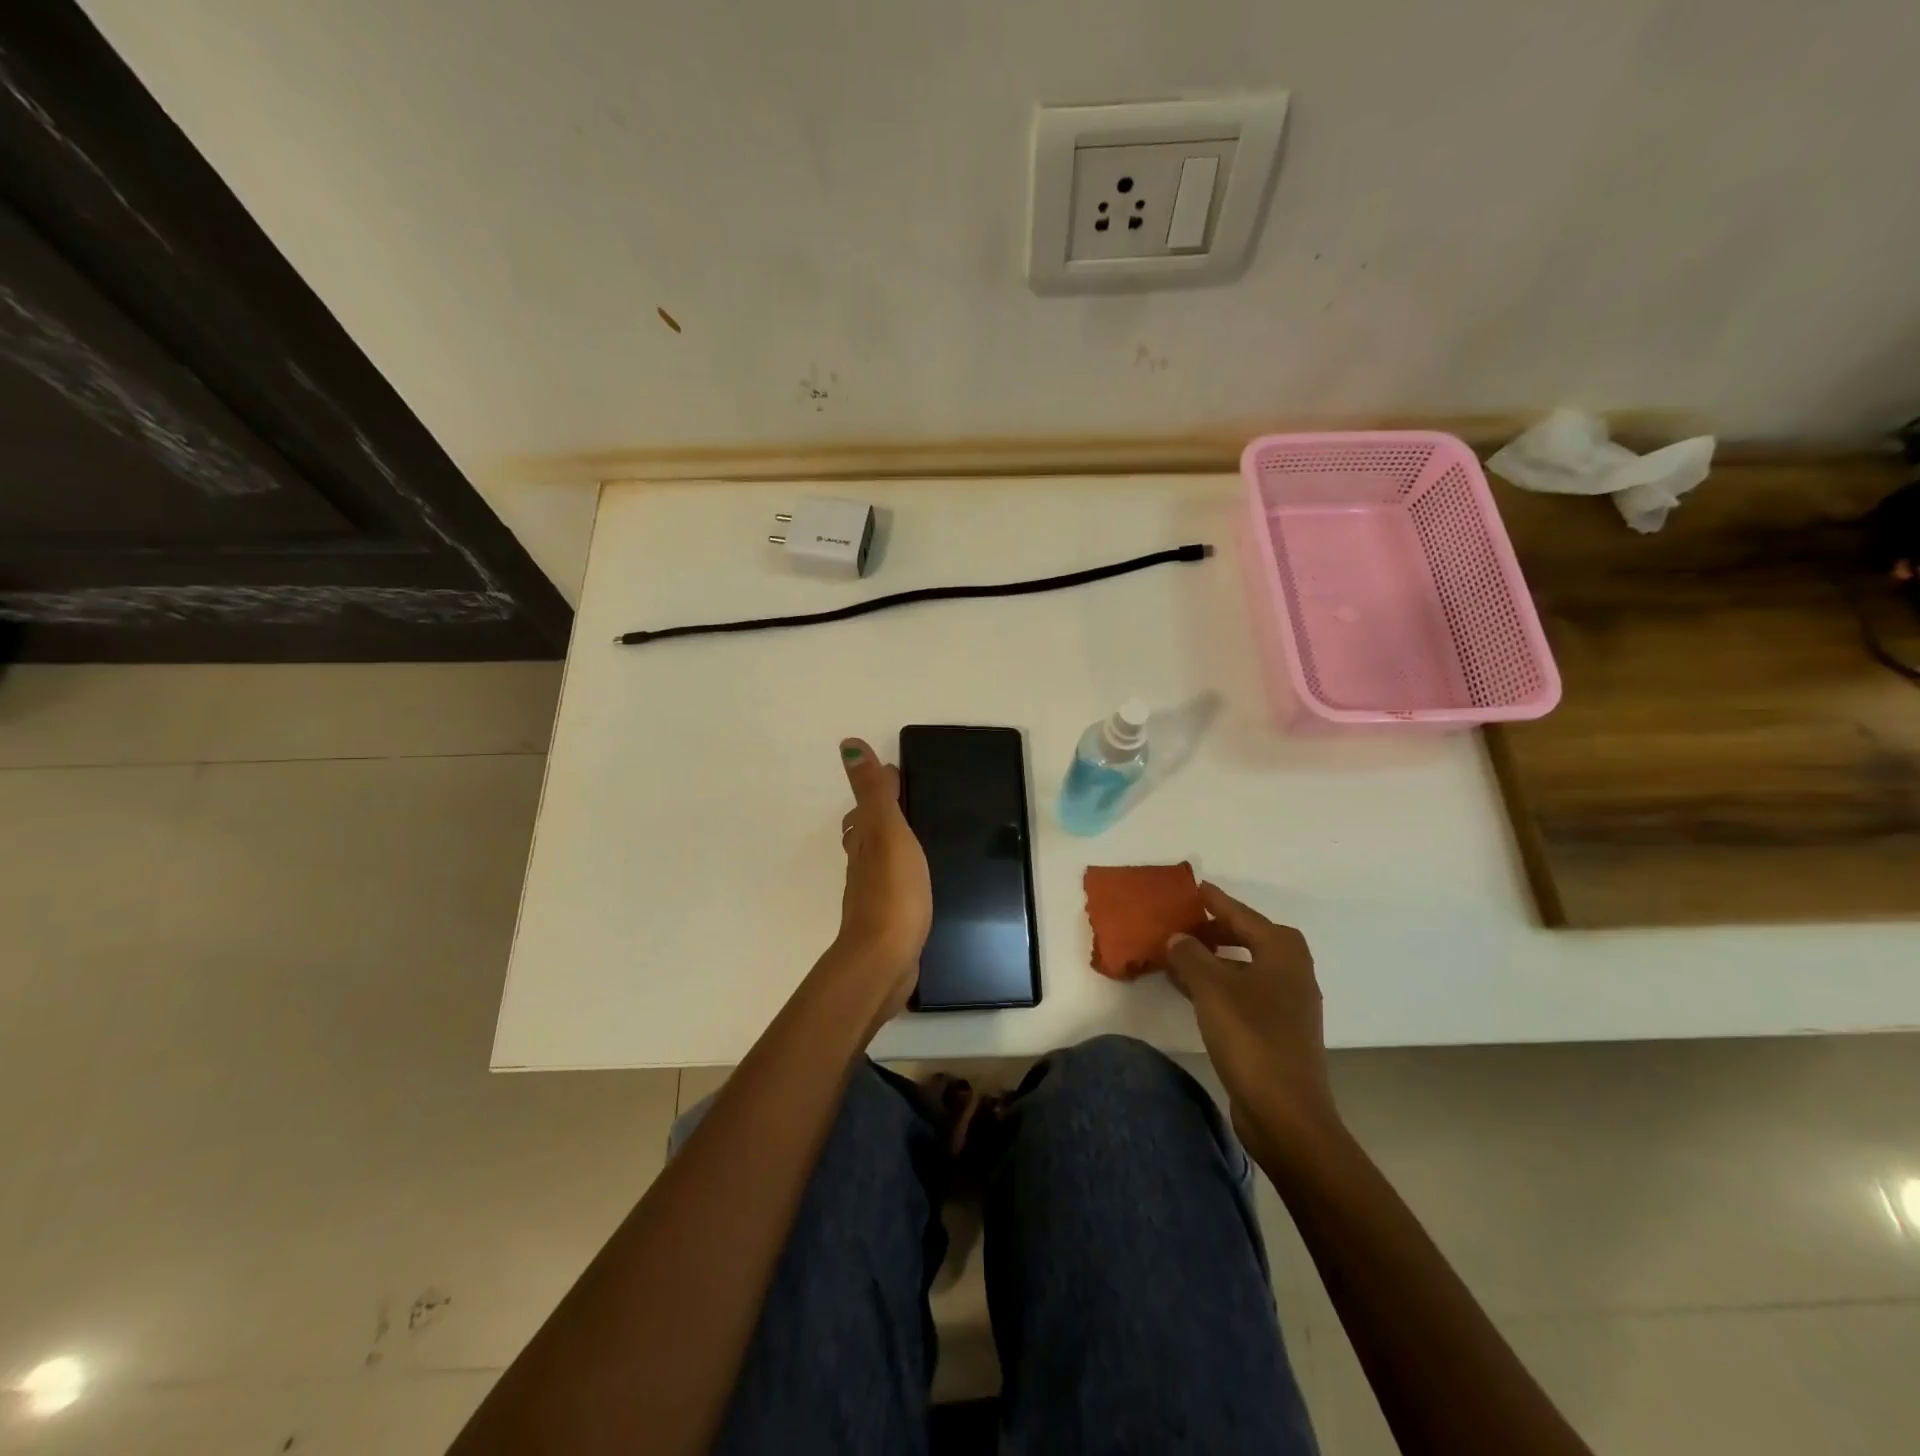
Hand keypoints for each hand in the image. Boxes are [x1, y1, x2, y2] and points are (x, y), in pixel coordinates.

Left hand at [830, 738, 930, 1024]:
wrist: (884, 960)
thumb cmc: (892, 890)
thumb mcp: (886, 831)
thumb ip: (873, 791)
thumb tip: (848, 744)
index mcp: (864, 839)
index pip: (867, 805)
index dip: (881, 786)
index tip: (898, 771)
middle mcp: (862, 864)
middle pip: (866, 832)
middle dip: (881, 814)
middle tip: (909, 801)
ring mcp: (873, 894)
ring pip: (877, 859)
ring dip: (889, 844)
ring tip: (917, 837)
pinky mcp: (888, 920)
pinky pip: (893, 886)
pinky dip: (900, 874)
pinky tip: (917, 881)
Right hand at [1166, 883, 1339, 1163]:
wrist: (1286, 1114)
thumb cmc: (1251, 1038)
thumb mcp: (1211, 988)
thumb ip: (1190, 955)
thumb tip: (1177, 938)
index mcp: (1282, 952)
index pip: (1242, 915)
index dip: (1216, 901)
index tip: (1194, 888)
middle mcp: (1291, 971)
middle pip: (1248, 938)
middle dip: (1215, 930)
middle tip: (1182, 925)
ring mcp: (1288, 1004)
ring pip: (1245, 967)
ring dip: (1214, 959)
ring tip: (1179, 957)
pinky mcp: (1277, 1031)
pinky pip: (1244, 992)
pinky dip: (1219, 985)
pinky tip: (1193, 993)